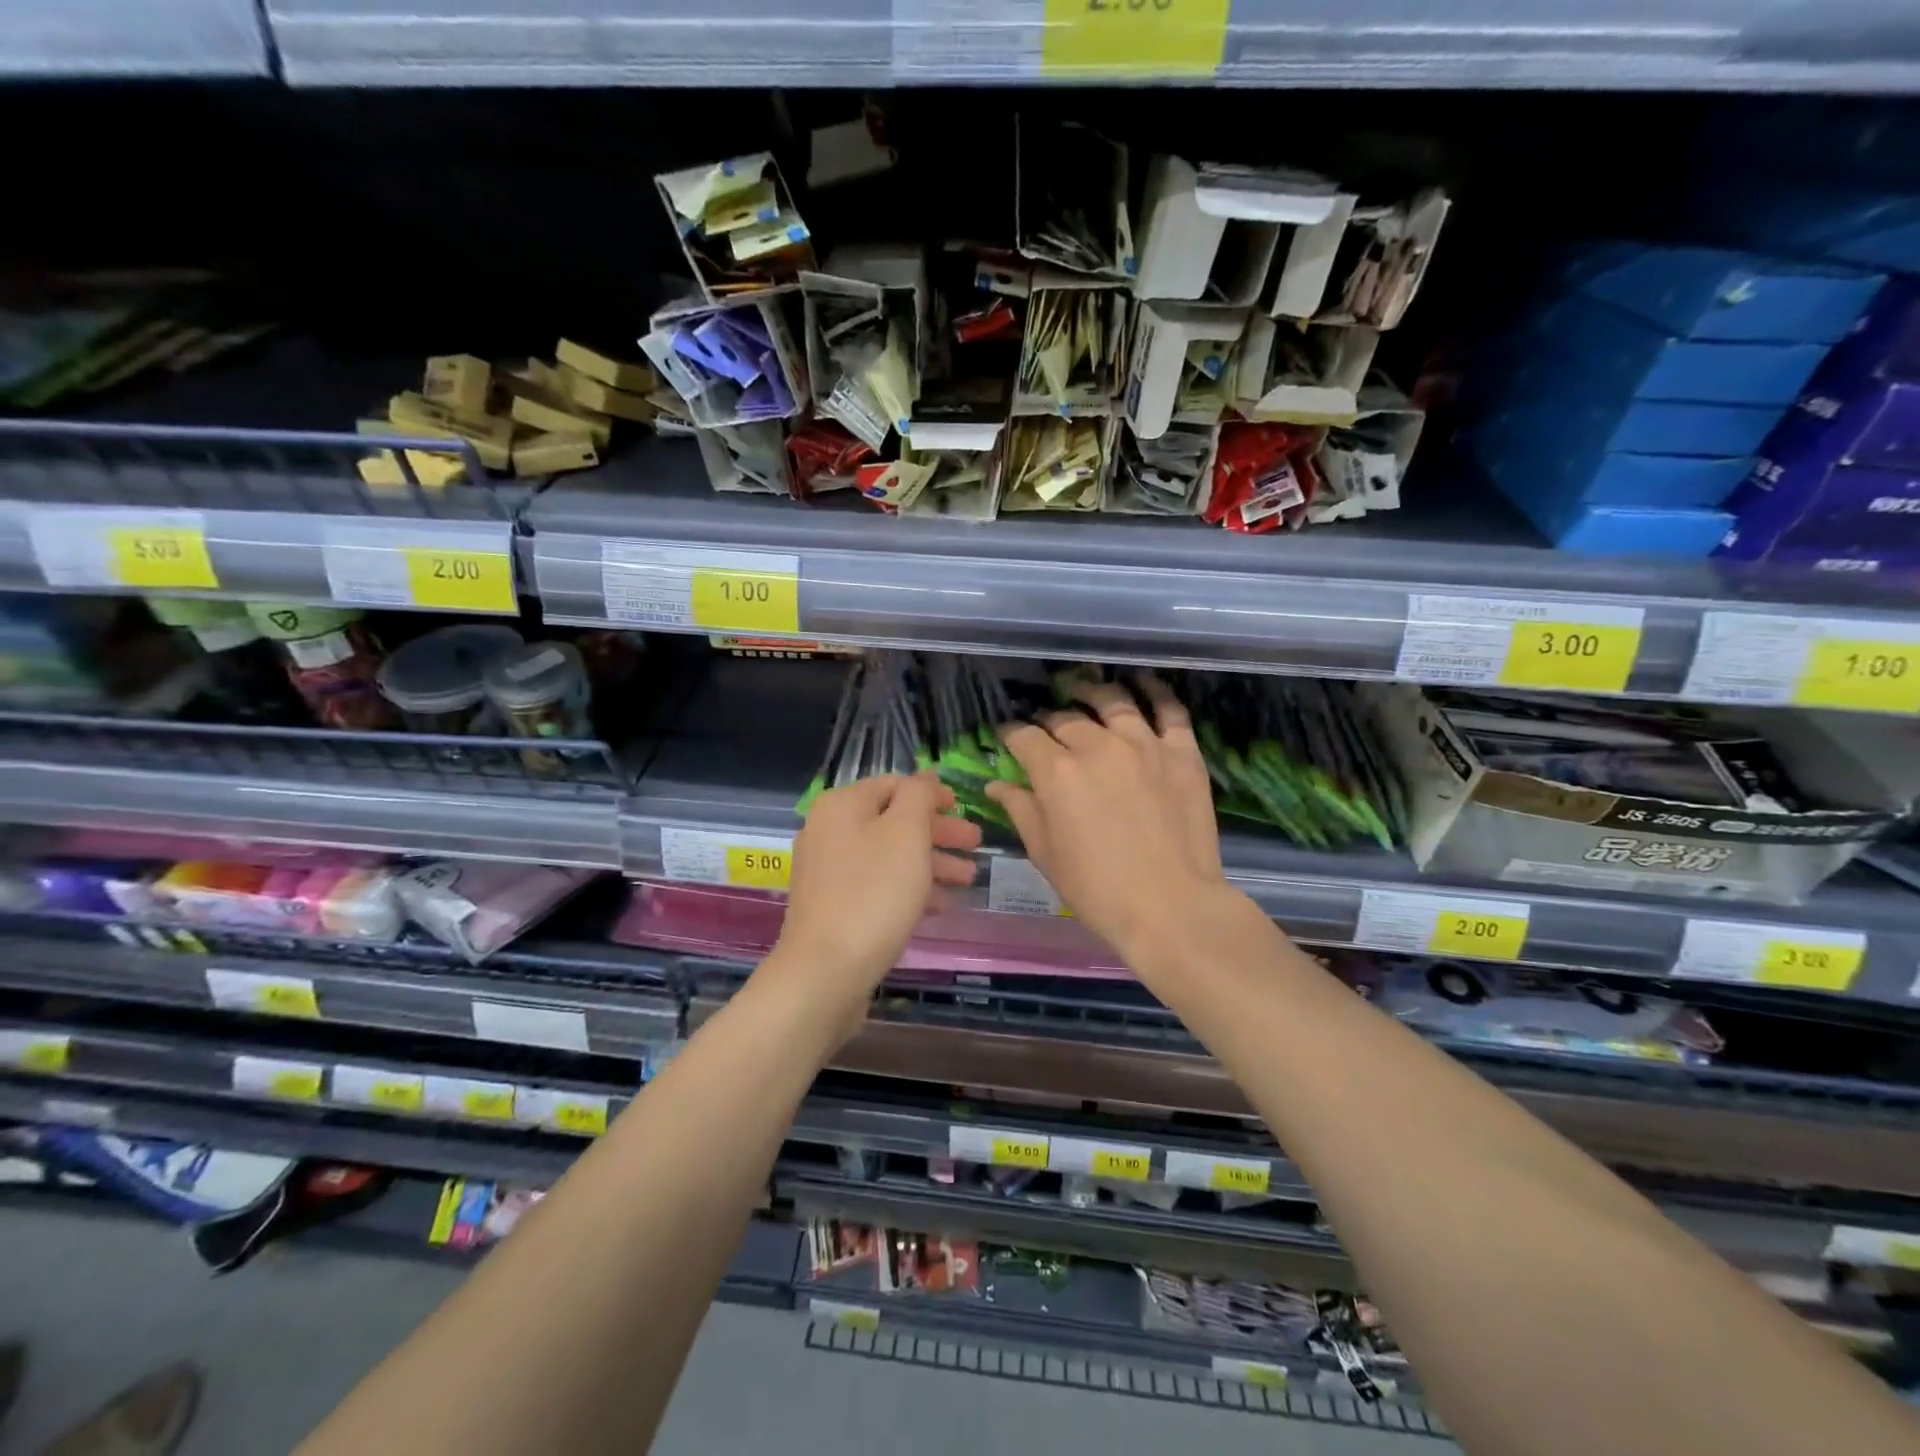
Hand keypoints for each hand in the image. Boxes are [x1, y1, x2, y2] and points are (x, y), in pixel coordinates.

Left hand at [770, 773, 980, 1034]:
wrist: (825, 971)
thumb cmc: (873, 893)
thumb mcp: (906, 833)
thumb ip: (919, 796)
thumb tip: (924, 777)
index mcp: (842, 806)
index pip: (894, 785)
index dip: (932, 795)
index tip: (964, 810)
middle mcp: (828, 831)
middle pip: (894, 821)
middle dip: (938, 832)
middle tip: (976, 844)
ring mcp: (828, 872)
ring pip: (889, 856)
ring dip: (930, 863)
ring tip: (968, 879)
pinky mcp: (833, 907)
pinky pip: (877, 885)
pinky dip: (909, 889)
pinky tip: (939, 907)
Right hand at [986, 677, 1235, 961]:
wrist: (1170, 907)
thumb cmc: (1096, 888)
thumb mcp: (1045, 853)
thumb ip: (1020, 809)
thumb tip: (996, 785)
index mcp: (1057, 771)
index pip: (1024, 736)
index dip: (1010, 733)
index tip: (1007, 735)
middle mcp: (1097, 745)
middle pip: (1065, 718)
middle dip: (1048, 721)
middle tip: (1046, 729)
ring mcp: (1143, 744)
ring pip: (1112, 702)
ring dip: (1092, 694)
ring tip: (1085, 693)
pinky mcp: (1182, 752)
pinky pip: (1169, 709)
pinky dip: (1154, 692)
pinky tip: (1142, 684)